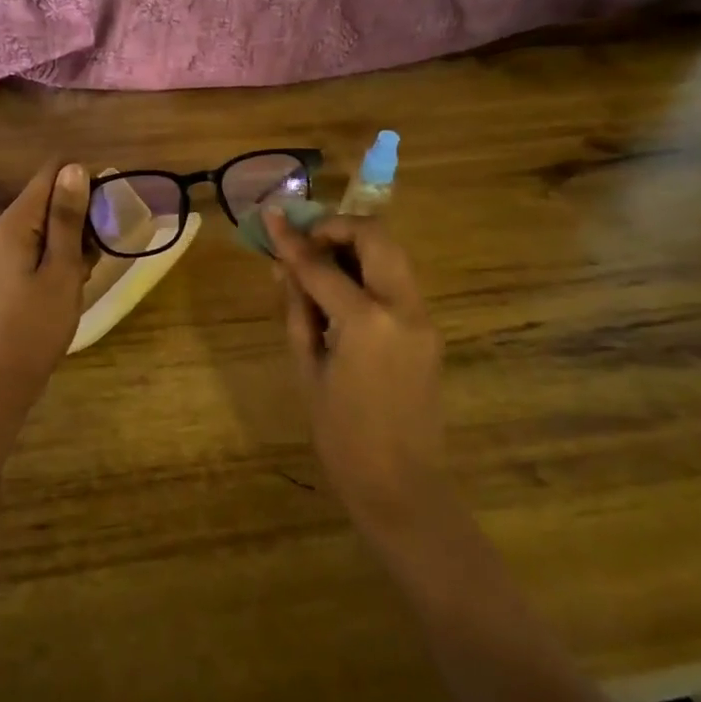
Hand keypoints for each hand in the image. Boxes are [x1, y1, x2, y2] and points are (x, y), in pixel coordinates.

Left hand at [0, 160, 93, 398]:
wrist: (5, 376)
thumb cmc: (37, 322)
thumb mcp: (61, 267)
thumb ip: (68, 217)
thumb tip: (75, 167)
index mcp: (14, 222)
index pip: (50, 174)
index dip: (83, 181)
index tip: (108, 209)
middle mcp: (5, 228)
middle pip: (50, 197)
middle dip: (82, 215)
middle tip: (100, 249)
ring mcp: (7, 250)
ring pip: (50, 223)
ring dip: (76, 238)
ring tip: (88, 270)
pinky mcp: (12, 269)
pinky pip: (43, 245)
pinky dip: (64, 255)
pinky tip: (76, 280)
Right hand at [266, 210, 445, 541]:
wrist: (402, 486)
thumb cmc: (342, 436)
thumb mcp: (308, 370)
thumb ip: (297, 310)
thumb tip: (283, 267)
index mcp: (367, 322)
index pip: (321, 265)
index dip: (291, 239)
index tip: (271, 215)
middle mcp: (403, 308)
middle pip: (376, 237)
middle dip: (337, 228)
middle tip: (306, 241)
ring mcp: (423, 318)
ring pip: (392, 254)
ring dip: (355, 246)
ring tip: (319, 264)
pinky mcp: (429, 330)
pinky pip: (397, 282)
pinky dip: (369, 271)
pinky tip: (341, 292)